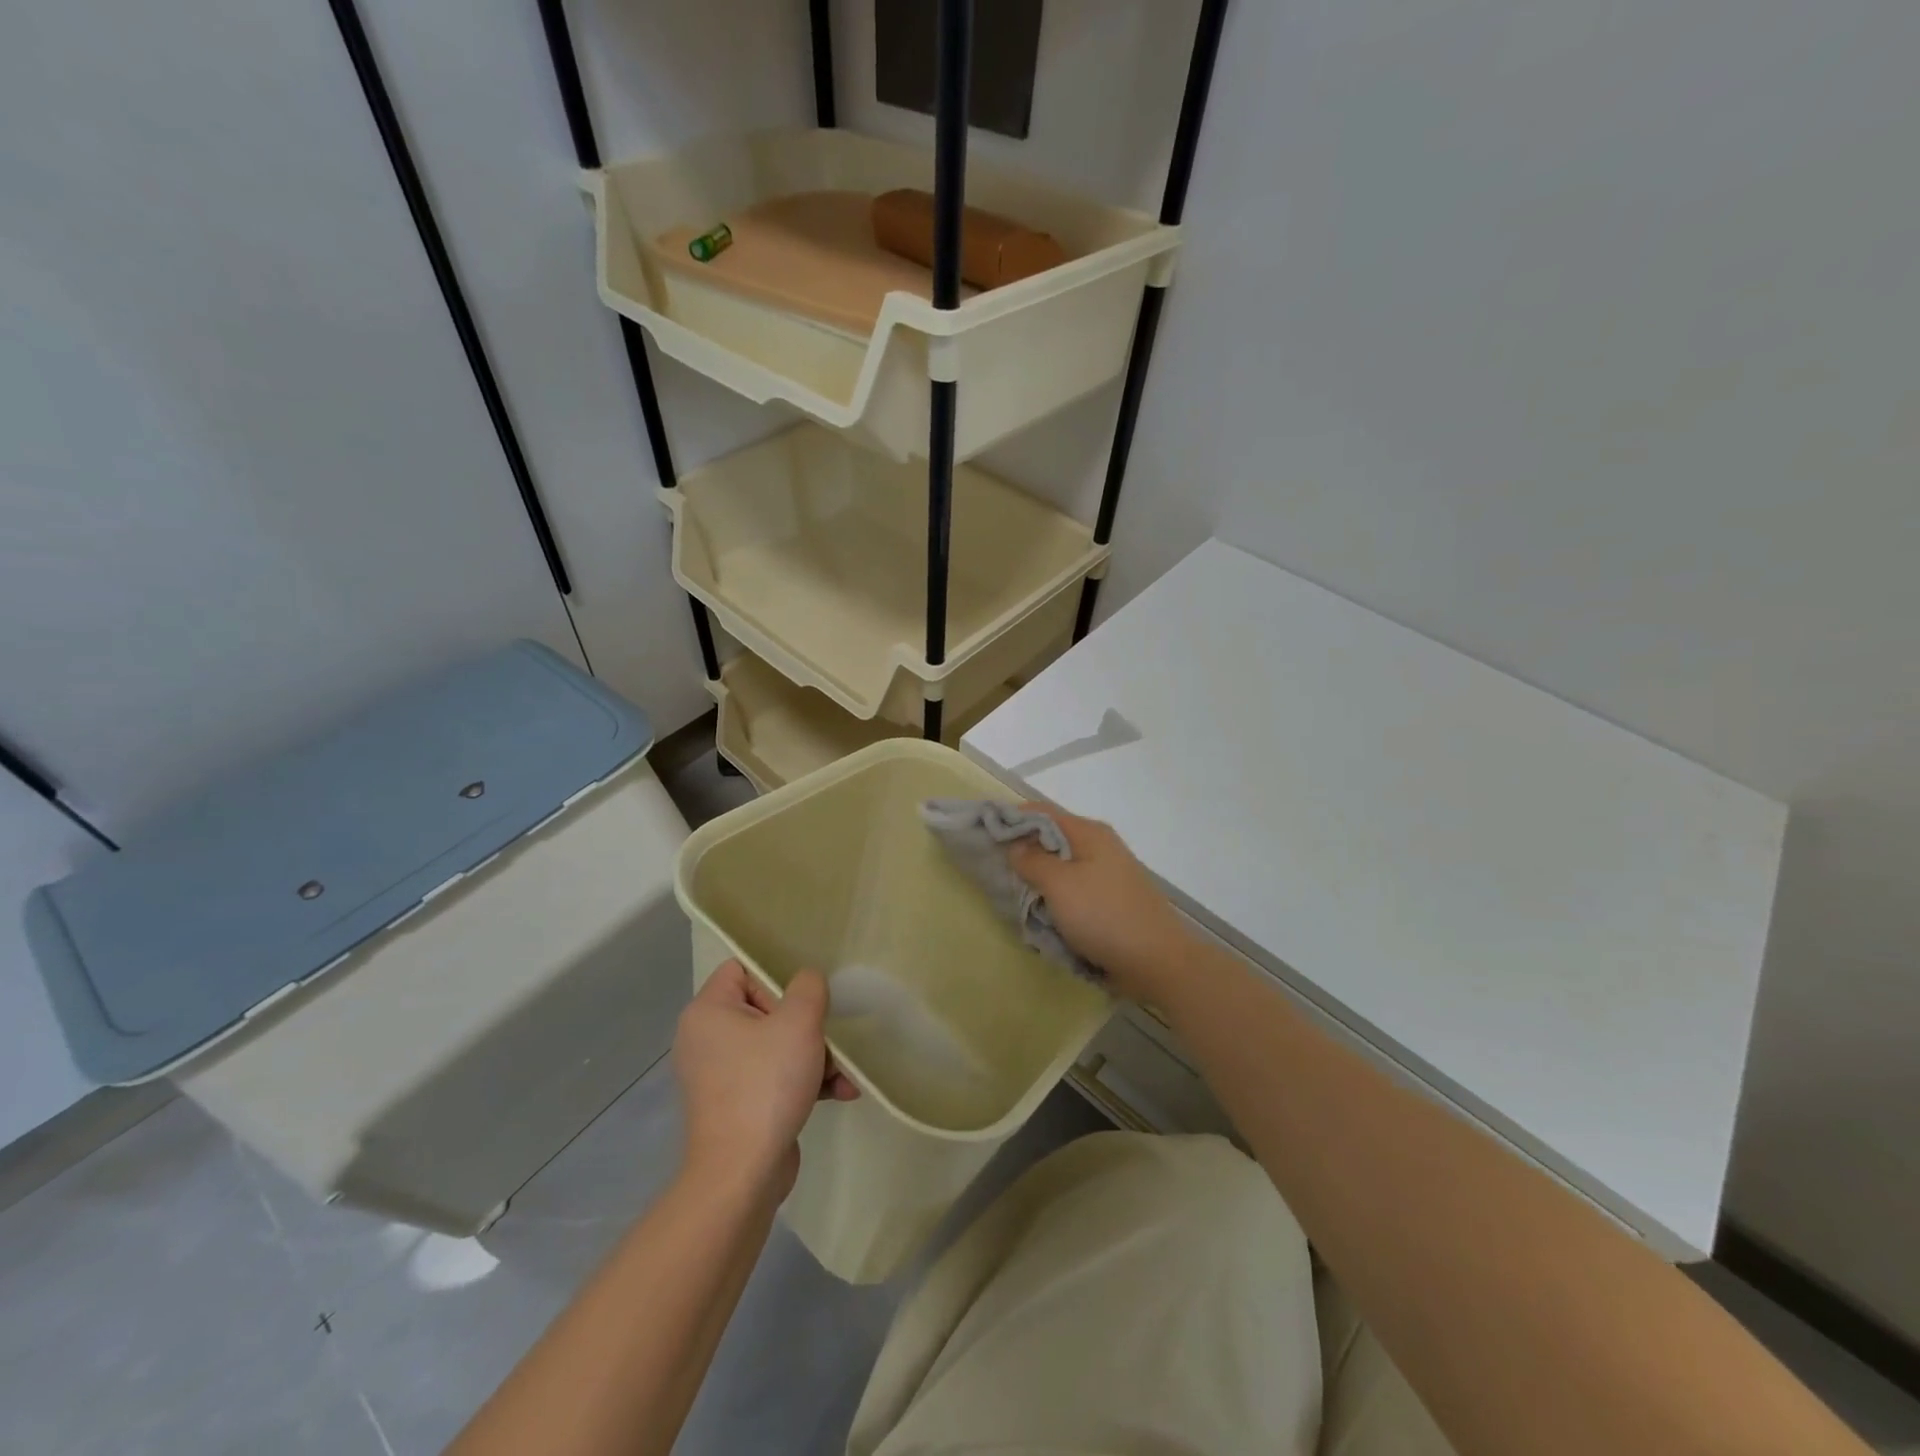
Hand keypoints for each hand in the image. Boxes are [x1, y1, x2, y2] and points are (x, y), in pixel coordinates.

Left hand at [673, 961, 856, 1198]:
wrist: (742, 1175)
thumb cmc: (765, 1085)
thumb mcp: (799, 1022)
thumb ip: (808, 987)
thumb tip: (807, 982)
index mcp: (707, 1012)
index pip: (742, 969)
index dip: (776, 978)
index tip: (802, 1002)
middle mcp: (706, 1039)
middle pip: (766, 1009)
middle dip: (806, 1025)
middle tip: (827, 1038)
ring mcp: (720, 1076)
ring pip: (775, 1046)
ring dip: (814, 1055)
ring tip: (843, 1072)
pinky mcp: (736, 1105)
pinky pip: (774, 1077)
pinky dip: (804, 1081)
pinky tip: (841, 1092)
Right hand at [1008, 805, 1195, 1002]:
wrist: (1158, 962)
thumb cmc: (1104, 916)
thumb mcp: (1060, 885)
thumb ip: (1033, 861)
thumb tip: (1015, 845)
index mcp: (1089, 833)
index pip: (1041, 812)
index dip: (1010, 818)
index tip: (981, 832)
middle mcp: (1100, 847)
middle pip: (1051, 839)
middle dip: (1022, 851)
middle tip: (993, 868)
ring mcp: (1108, 875)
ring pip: (1062, 867)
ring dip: (1038, 879)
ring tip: (1013, 894)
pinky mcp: (1111, 901)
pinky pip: (1074, 891)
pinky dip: (1055, 898)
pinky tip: (1042, 914)